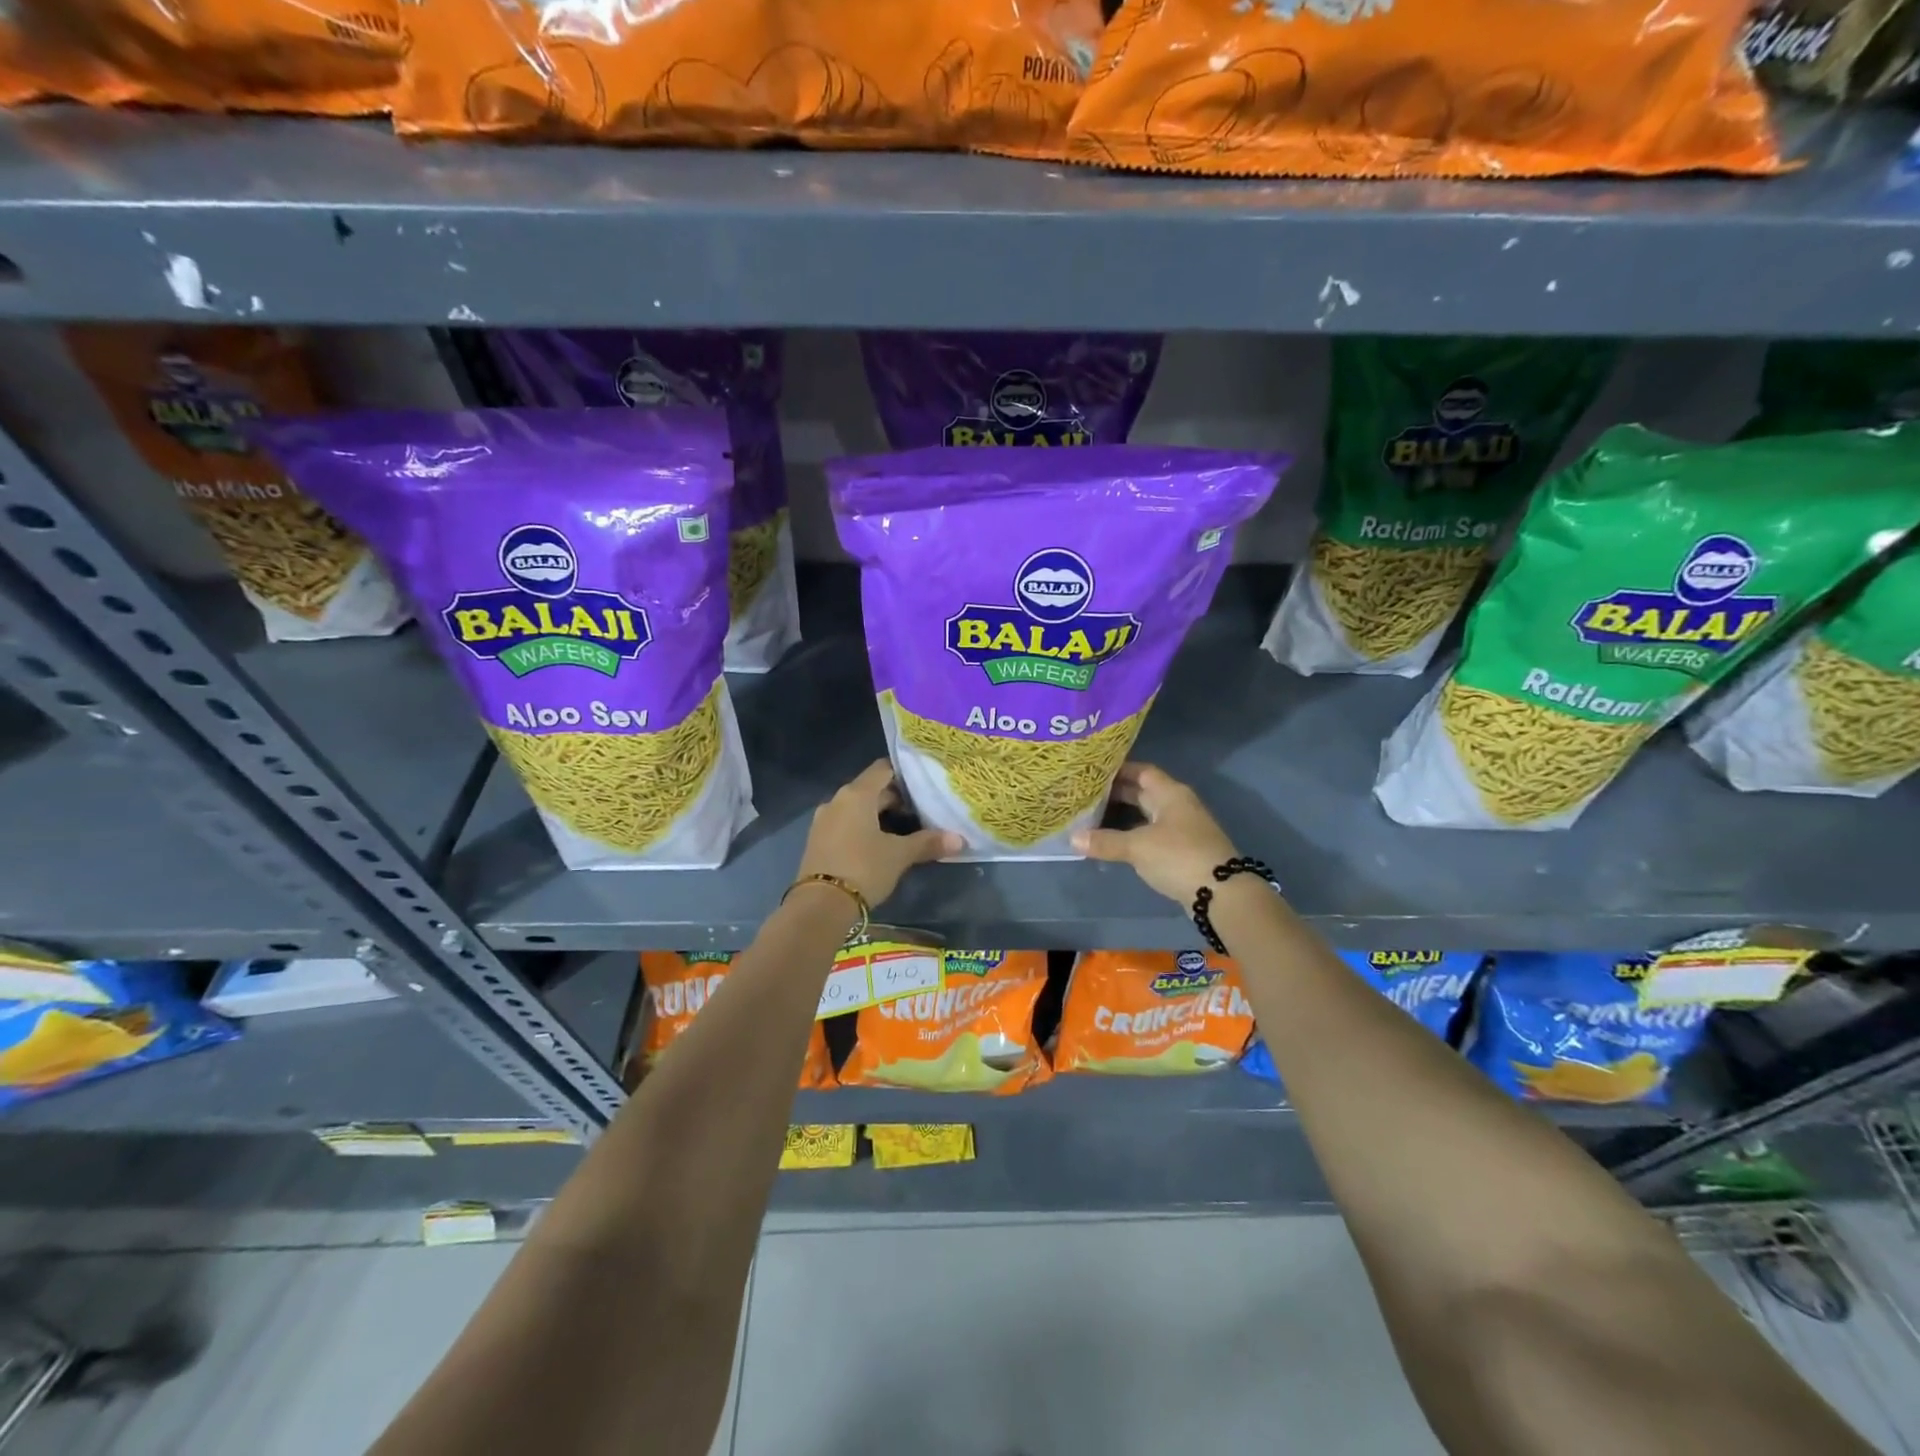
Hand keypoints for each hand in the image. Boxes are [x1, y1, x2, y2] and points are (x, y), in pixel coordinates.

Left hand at [796, 760, 961, 908]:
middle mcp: (837, 800)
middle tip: (921, 812)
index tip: (924, 785)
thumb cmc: (863, 868)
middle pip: (871, 789)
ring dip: (879, 816)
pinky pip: (846, 824)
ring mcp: (824, 821)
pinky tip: (879, 846)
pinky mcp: (818, 841)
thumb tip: (960, 840)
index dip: (904, 774)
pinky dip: (863, 828)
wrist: (820, 905)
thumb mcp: (899, 855)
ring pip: (858, 809)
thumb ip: (928, 843)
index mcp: (856, 794)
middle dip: (896, 799)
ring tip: (904, 831)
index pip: (883, 769)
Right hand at [1072, 763, 1238, 903]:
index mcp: (1170, 794)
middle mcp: (1178, 805)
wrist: (1222, 893)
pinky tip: (1115, 842)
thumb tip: (1072, 838)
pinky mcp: (1183, 850)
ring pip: (1148, 815)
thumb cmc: (1179, 856)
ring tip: (1094, 817)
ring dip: (1124, 815)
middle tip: (1086, 795)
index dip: (1119, 770)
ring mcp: (1183, 828)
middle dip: (1117, 793)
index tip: (1093, 772)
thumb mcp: (1137, 847)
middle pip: (1144, 792)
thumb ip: (1105, 841)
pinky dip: (1134, 834)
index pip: (1142, 771)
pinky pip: (1152, 834)